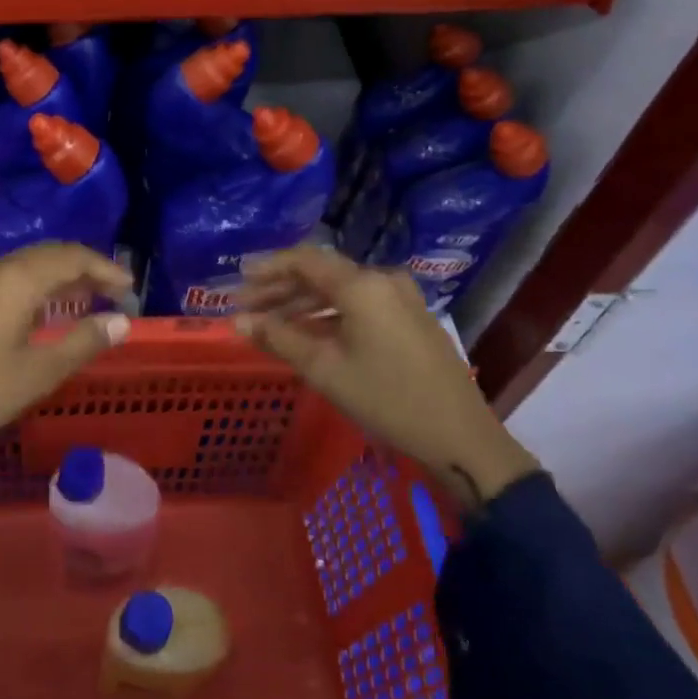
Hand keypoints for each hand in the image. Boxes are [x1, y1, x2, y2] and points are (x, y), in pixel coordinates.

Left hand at [0, 244, 131, 535]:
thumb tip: (120, 321)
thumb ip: (82, 342)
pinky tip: (41, 308)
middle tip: (111, 290)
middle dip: (83, 268)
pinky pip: (7, 277)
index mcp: (17, 279)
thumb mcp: (38, 373)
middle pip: (48, 254)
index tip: (128, 288)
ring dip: (58, 275)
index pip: (71, 256)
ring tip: (83, 297)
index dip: (104, 268)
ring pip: (25, 265)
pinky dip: (33, 285)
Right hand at [233, 246, 538, 508]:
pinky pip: (359, 305)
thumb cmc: (386, 399)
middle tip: (246, 307)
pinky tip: (308, 334)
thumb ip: (278, 338)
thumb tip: (237, 321)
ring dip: (303, 304)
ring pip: (340, 291)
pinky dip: (328, 315)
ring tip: (270, 323)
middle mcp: (383, 281)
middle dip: (281, 289)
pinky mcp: (410, 319)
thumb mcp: (325, 369)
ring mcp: (401, 299)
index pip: (305, 260)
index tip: (238, 280)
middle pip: (322, 274)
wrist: (460, 438)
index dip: (268, 268)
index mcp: (362, 286)